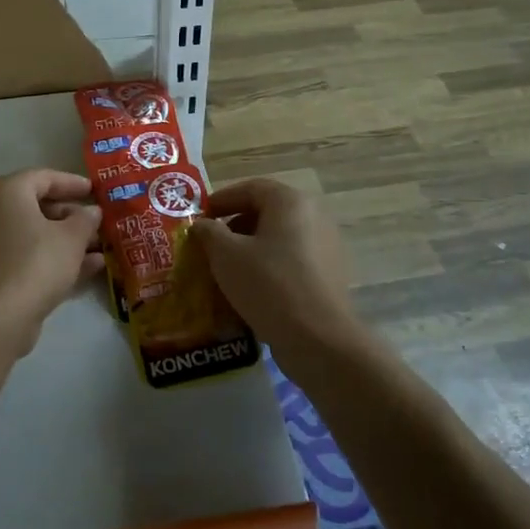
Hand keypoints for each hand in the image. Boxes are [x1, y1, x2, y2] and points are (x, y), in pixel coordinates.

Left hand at [0, 170, 102, 352]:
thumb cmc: (35, 264)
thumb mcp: (71, 238)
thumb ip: (85, 219)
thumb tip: (92, 212)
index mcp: (3, 191)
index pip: (43, 177)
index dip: (73, 183)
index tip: (95, 192)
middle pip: (34, 206)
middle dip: (70, 216)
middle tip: (96, 224)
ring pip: (29, 234)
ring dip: (63, 240)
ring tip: (99, 249)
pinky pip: (21, 255)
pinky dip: (48, 257)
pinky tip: (85, 269)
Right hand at [190, 179, 361, 377]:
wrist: (319, 340)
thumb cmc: (268, 284)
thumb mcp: (226, 255)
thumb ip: (209, 232)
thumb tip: (202, 224)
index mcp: (290, 202)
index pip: (250, 188)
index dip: (221, 200)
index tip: (200, 216)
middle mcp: (314, 216)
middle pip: (266, 212)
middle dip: (234, 225)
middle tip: (210, 243)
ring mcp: (326, 246)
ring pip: (278, 238)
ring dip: (250, 248)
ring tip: (225, 268)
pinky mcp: (329, 275)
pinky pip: (291, 261)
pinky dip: (268, 267)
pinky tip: (249, 288)